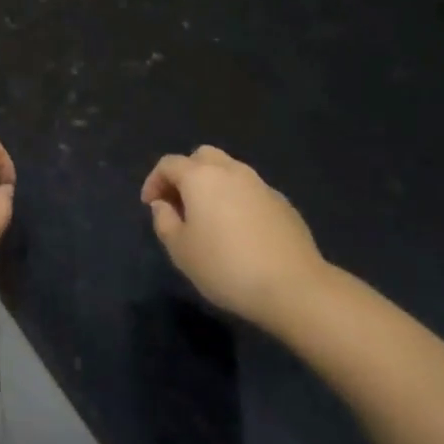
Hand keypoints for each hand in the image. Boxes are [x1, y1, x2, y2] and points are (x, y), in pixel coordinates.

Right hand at [142, 145, 324, 330]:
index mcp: (200, 176)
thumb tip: (163, 204)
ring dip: (213, 185)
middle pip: (201, 157)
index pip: (169, 164)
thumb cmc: (225, 267)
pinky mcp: (282, 202)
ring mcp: (260, 184)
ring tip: (209, 217)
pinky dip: (237, 199)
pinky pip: (250, 190)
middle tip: (179, 203)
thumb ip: (164, 221)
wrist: (293, 286)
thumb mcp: (181, 250)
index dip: (154, 181)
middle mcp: (230, 170)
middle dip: (185, 174)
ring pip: (229, 171)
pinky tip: (239, 230)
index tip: (150, 205)